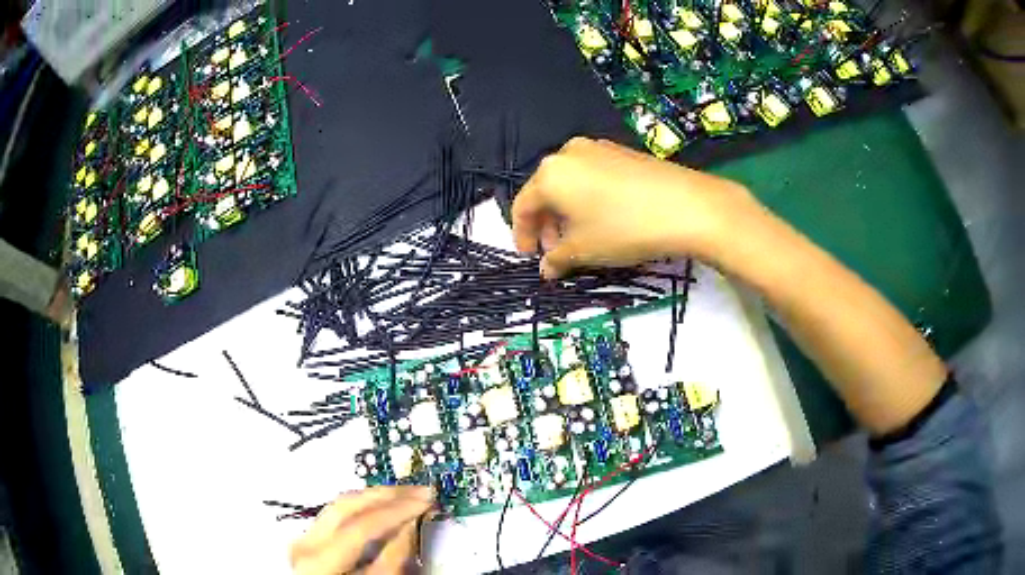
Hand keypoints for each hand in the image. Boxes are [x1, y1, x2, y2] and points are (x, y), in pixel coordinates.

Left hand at [290, 486, 433, 574]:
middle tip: (420, 490)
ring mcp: (304, 538)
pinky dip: (361, 506)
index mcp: (319, 559)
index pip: (362, 524)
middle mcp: (305, 542)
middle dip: (387, 495)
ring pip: (340, 504)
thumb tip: (408, 525)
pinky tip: (380, 505)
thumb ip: (391, 560)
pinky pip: (336, 513)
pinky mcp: (308, 539)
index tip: (426, 500)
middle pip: (347, 505)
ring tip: (405, 494)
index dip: (397, 510)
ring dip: (375, 497)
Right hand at [512, 137, 758, 277]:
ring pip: (570, 183)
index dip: (522, 235)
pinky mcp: (622, 152)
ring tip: (581, 238)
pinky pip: (592, 176)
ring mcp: (598, 148)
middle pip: (546, 191)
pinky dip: (588, 198)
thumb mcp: (584, 249)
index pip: (522, 206)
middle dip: (547, 224)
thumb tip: (546, 268)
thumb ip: (556, 258)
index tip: (531, 258)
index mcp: (550, 173)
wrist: (687, 205)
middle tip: (556, 252)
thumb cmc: (624, 228)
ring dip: (568, 212)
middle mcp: (568, 152)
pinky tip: (604, 218)